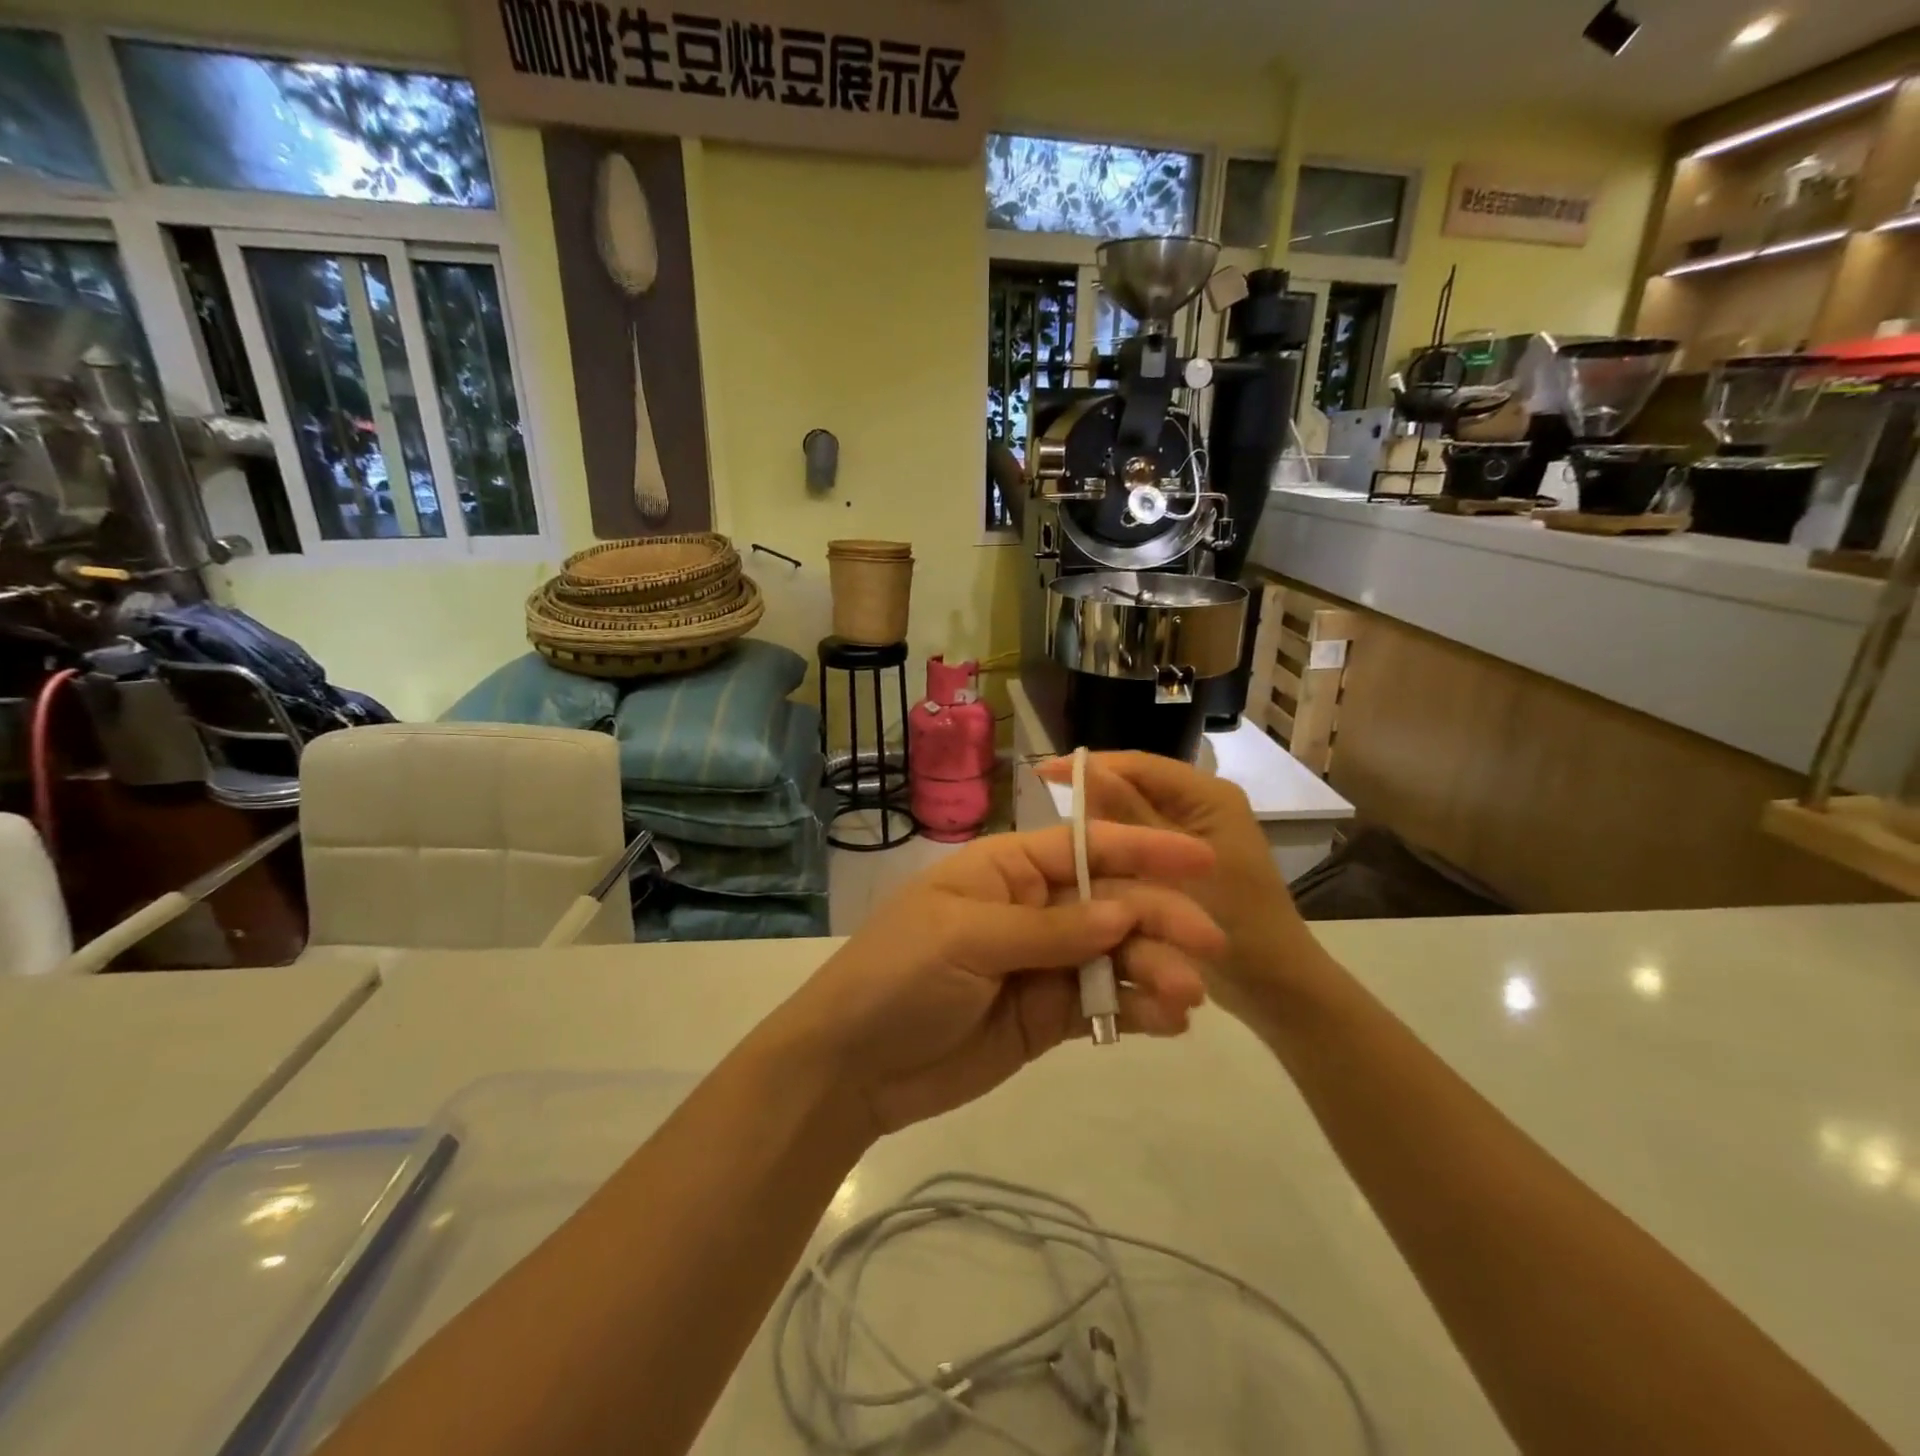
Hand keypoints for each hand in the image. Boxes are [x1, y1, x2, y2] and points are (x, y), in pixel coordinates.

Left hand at [774, 822, 1224, 1135]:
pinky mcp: (1047, 1017)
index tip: (1199, 860)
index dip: (1142, 850)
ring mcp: (1042, 964)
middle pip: (1109, 903)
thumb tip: (1123, 911)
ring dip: (1156, 968)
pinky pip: (1103, 1005)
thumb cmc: (900, 976)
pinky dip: (1137, 1010)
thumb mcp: (967, 938)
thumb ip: (1049, 928)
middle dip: (1159, 918)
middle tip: (1208, 947)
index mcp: (1006, 869)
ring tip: (1188, 997)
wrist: (853, 1067)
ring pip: (1115, 955)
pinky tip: (1169, 1023)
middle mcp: (1031, 908)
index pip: (1083, 848)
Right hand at [1036, 752, 1317, 1021]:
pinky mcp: (1184, 860)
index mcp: (1208, 796)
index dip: (1091, 766)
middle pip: (1136, 788)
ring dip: (1103, 826)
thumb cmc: (1236, 922)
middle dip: (1094, 796)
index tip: (1042, 772)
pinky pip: (1142, 844)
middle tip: (1046, 810)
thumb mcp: (1173, 869)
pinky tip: (1087, 864)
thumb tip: (1084, 767)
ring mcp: (1193, 834)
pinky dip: (1117, 851)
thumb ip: (1129, 816)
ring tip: (1059, 837)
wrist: (1276, 987)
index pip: (1140, 765)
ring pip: (1135, 817)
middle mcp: (1201, 805)